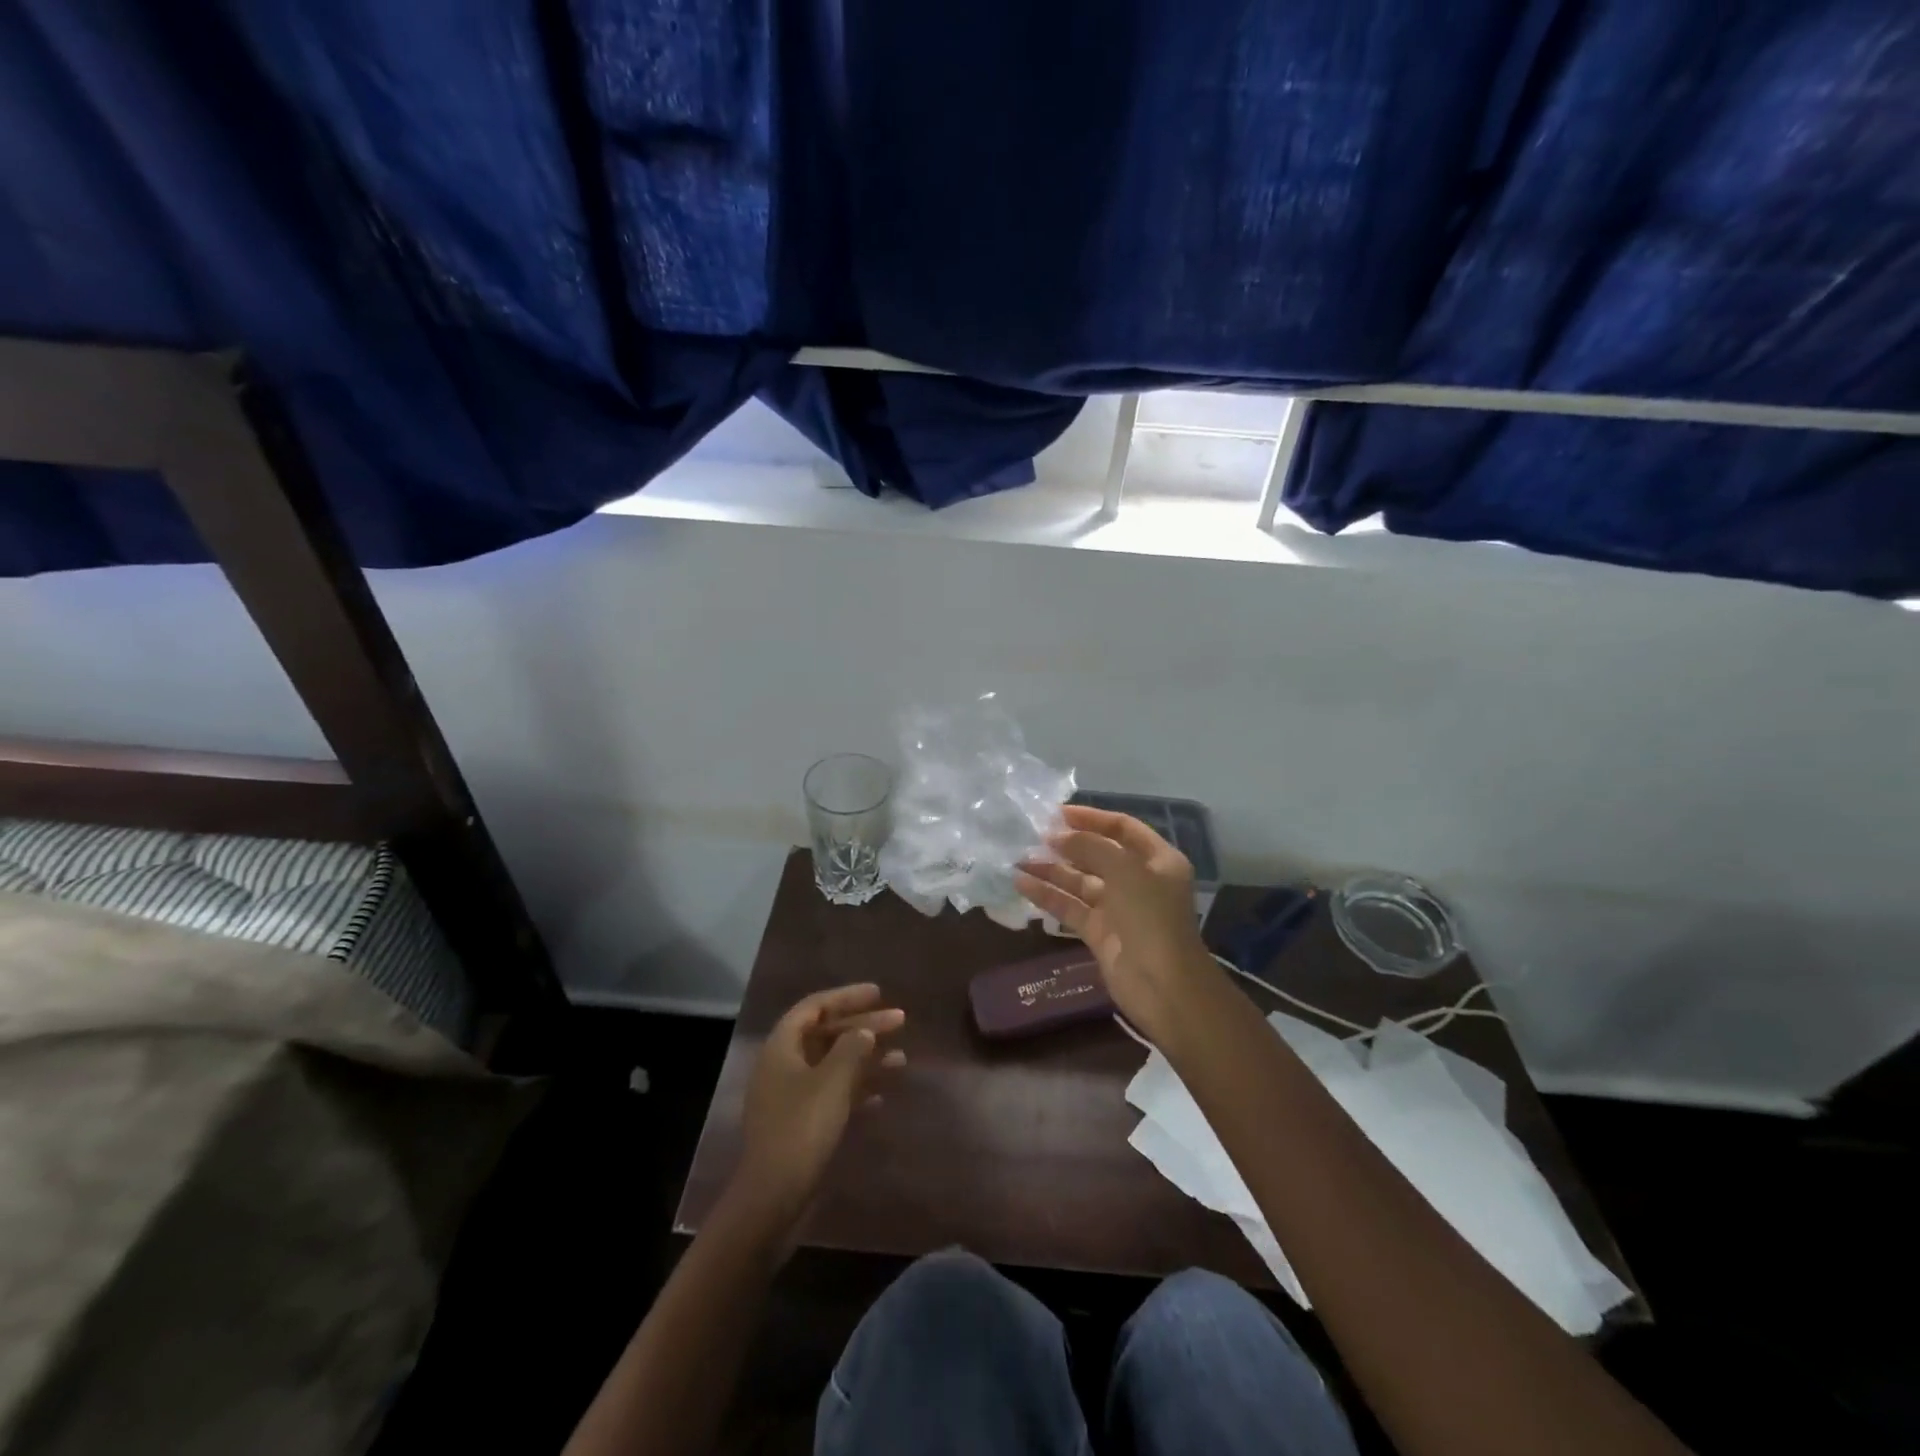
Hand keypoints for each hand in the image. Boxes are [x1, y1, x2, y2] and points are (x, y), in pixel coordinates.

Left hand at [732, 984, 905, 1233]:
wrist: (774, 1199)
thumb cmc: (802, 1129)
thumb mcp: (833, 1081)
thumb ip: (852, 1048)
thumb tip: (864, 1032)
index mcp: (781, 1047)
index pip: (814, 1007)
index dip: (846, 997)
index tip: (878, 994)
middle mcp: (783, 1066)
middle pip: (827, 1034)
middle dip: (863, 1026)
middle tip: (900, 1020)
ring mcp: (791, 1098)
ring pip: (833, 1065)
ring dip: (866, 1059)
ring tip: (902, 1059)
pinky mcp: (800, 1125)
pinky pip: (833, 1094)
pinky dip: (857, 1089)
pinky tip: (882, 1095)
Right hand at [1016, 806, 1214, 1044]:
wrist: (1164, 987)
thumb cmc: (1151, 918)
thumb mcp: (1125, 871)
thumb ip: (1091, 846)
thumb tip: (1058, 835)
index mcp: (1157, 860)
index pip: (1122, 828)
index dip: (1091, 818)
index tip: (1057, 813)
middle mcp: (1138, 880)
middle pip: (1098, 854)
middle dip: (1067, 844)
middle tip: (1031, 835)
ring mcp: (1118, 908)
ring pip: (1080, 881)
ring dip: (1051, 869)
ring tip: (1018, 858)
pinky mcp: (1099, 932)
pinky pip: (1070, 907)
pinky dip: (1047, 895)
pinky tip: (1021, 883)